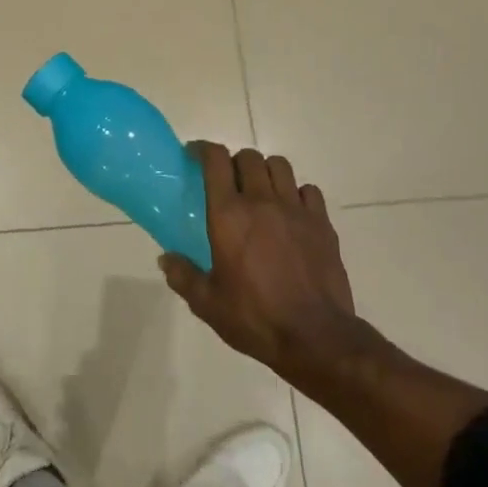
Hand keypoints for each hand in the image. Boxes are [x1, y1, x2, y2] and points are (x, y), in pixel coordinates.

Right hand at [159, 143, 366, 388]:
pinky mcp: (322, 223)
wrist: (315, 336)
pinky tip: (292, 211)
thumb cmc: (255, 318)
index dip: (203, 149)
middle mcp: (261, 201)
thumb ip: (183, 276)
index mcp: (228, 215)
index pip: (215, 160)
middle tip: (228, 181)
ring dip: (266, 170)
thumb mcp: (208, 304)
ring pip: (280, 166)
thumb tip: (165, 258)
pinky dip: (297, 192)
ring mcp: (295, 209)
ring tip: (260, 189)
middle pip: (248, 157)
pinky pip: (308, 190)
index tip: (194, 154)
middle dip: (234, 161)